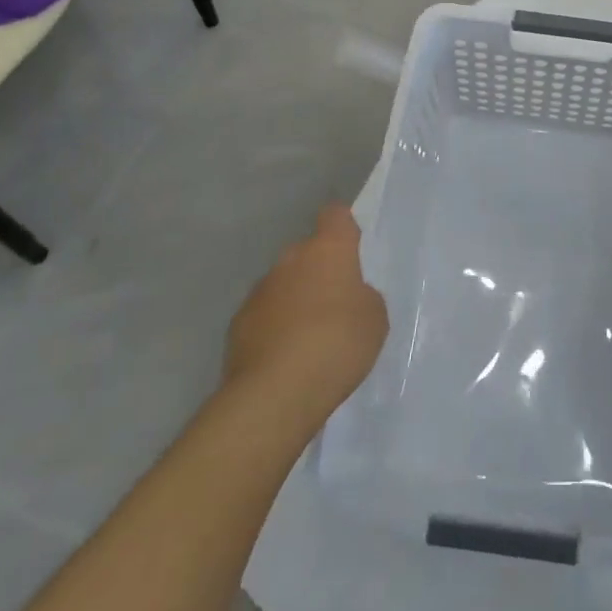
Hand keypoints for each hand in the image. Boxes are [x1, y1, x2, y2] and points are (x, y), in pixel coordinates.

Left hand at [222, 202, 388, 417]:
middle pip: (307, 253)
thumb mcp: (374, 319)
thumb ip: (363, 297)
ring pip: (283, 285)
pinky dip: (273, 329)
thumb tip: (347, 298)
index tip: (351, 247)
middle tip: (334, 305)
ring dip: (294, 301)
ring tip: (308, 340)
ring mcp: (260, 291)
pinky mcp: (237, 325)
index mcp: (329, 249)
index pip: (335, 215)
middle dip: (318, 272)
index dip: (343, 227)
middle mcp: (291, 259)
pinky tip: (284, 359)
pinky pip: (263, 316)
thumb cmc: (336, 345)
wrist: (274, 394)